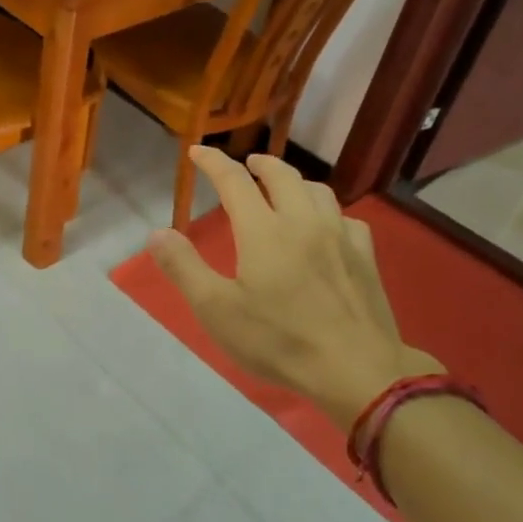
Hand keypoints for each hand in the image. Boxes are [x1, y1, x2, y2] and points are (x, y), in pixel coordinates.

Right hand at [147, 148, 440, 430]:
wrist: (356, 369)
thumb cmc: (278, 341)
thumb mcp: (216, 309)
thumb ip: (184, 267)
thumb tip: (157, 233)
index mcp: (263, 231)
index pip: (234, 181)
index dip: (213, 162)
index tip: (197, 151)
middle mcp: (303, 222)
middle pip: (282, 176)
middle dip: (260, 164)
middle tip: (246, 163)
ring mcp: (340, 237)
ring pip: (318, 191)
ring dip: (295, 181)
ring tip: (284, 188)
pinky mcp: (366, 258)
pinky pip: (347, 219)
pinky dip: (328, 212)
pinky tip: (327, 227)